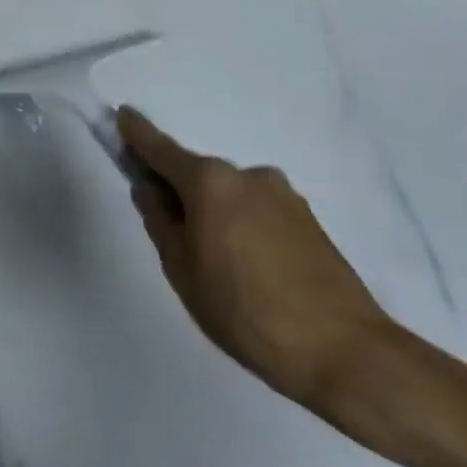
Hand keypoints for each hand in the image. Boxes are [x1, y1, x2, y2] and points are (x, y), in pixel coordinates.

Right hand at [118, 107, 393, 415]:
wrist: (344, 352)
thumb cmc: (244, 310)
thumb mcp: (182, 269)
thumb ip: (160, 220)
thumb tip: (150, 189)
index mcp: (210, 182)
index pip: (162, 149)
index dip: (138, 134)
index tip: (122, 115)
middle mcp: (247, 175)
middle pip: (198, 176)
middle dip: (179, 193)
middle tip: (172, 237)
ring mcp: (283, 196)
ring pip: (230, 196)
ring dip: (214, 214)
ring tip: (218, 268)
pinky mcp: (308, 220)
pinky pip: (257, 212)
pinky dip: (242, 227)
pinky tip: (250, 271)